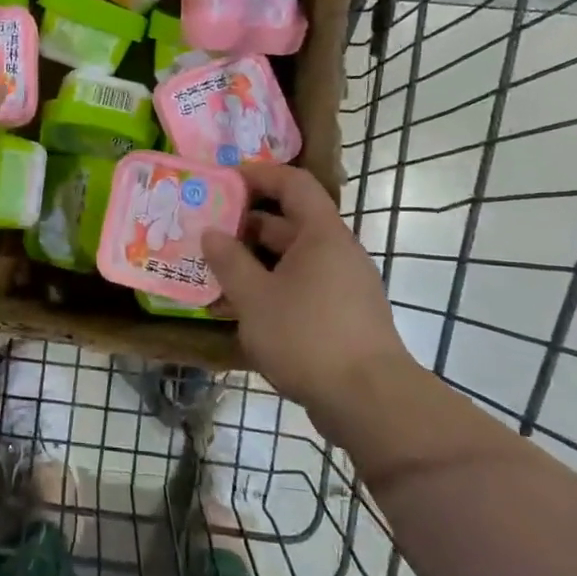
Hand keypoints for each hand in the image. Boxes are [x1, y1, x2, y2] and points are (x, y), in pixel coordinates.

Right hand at [202, 163, 415, 426]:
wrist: (369, 401)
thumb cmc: (307, 337)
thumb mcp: (255, 298)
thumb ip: (230, 262)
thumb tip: (211, 233)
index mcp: (322, 235)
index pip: (294, 183)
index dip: (259, 174)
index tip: (224, 180)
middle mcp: (337, 252)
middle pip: (291, 222)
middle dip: (247, 224)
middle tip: (207, 229)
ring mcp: (344, 285)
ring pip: (293, 259)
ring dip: (255, 260)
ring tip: (215, 270)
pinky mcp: (343, 316)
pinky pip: (302, 286)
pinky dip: (272, 287)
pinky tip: (242, 309)